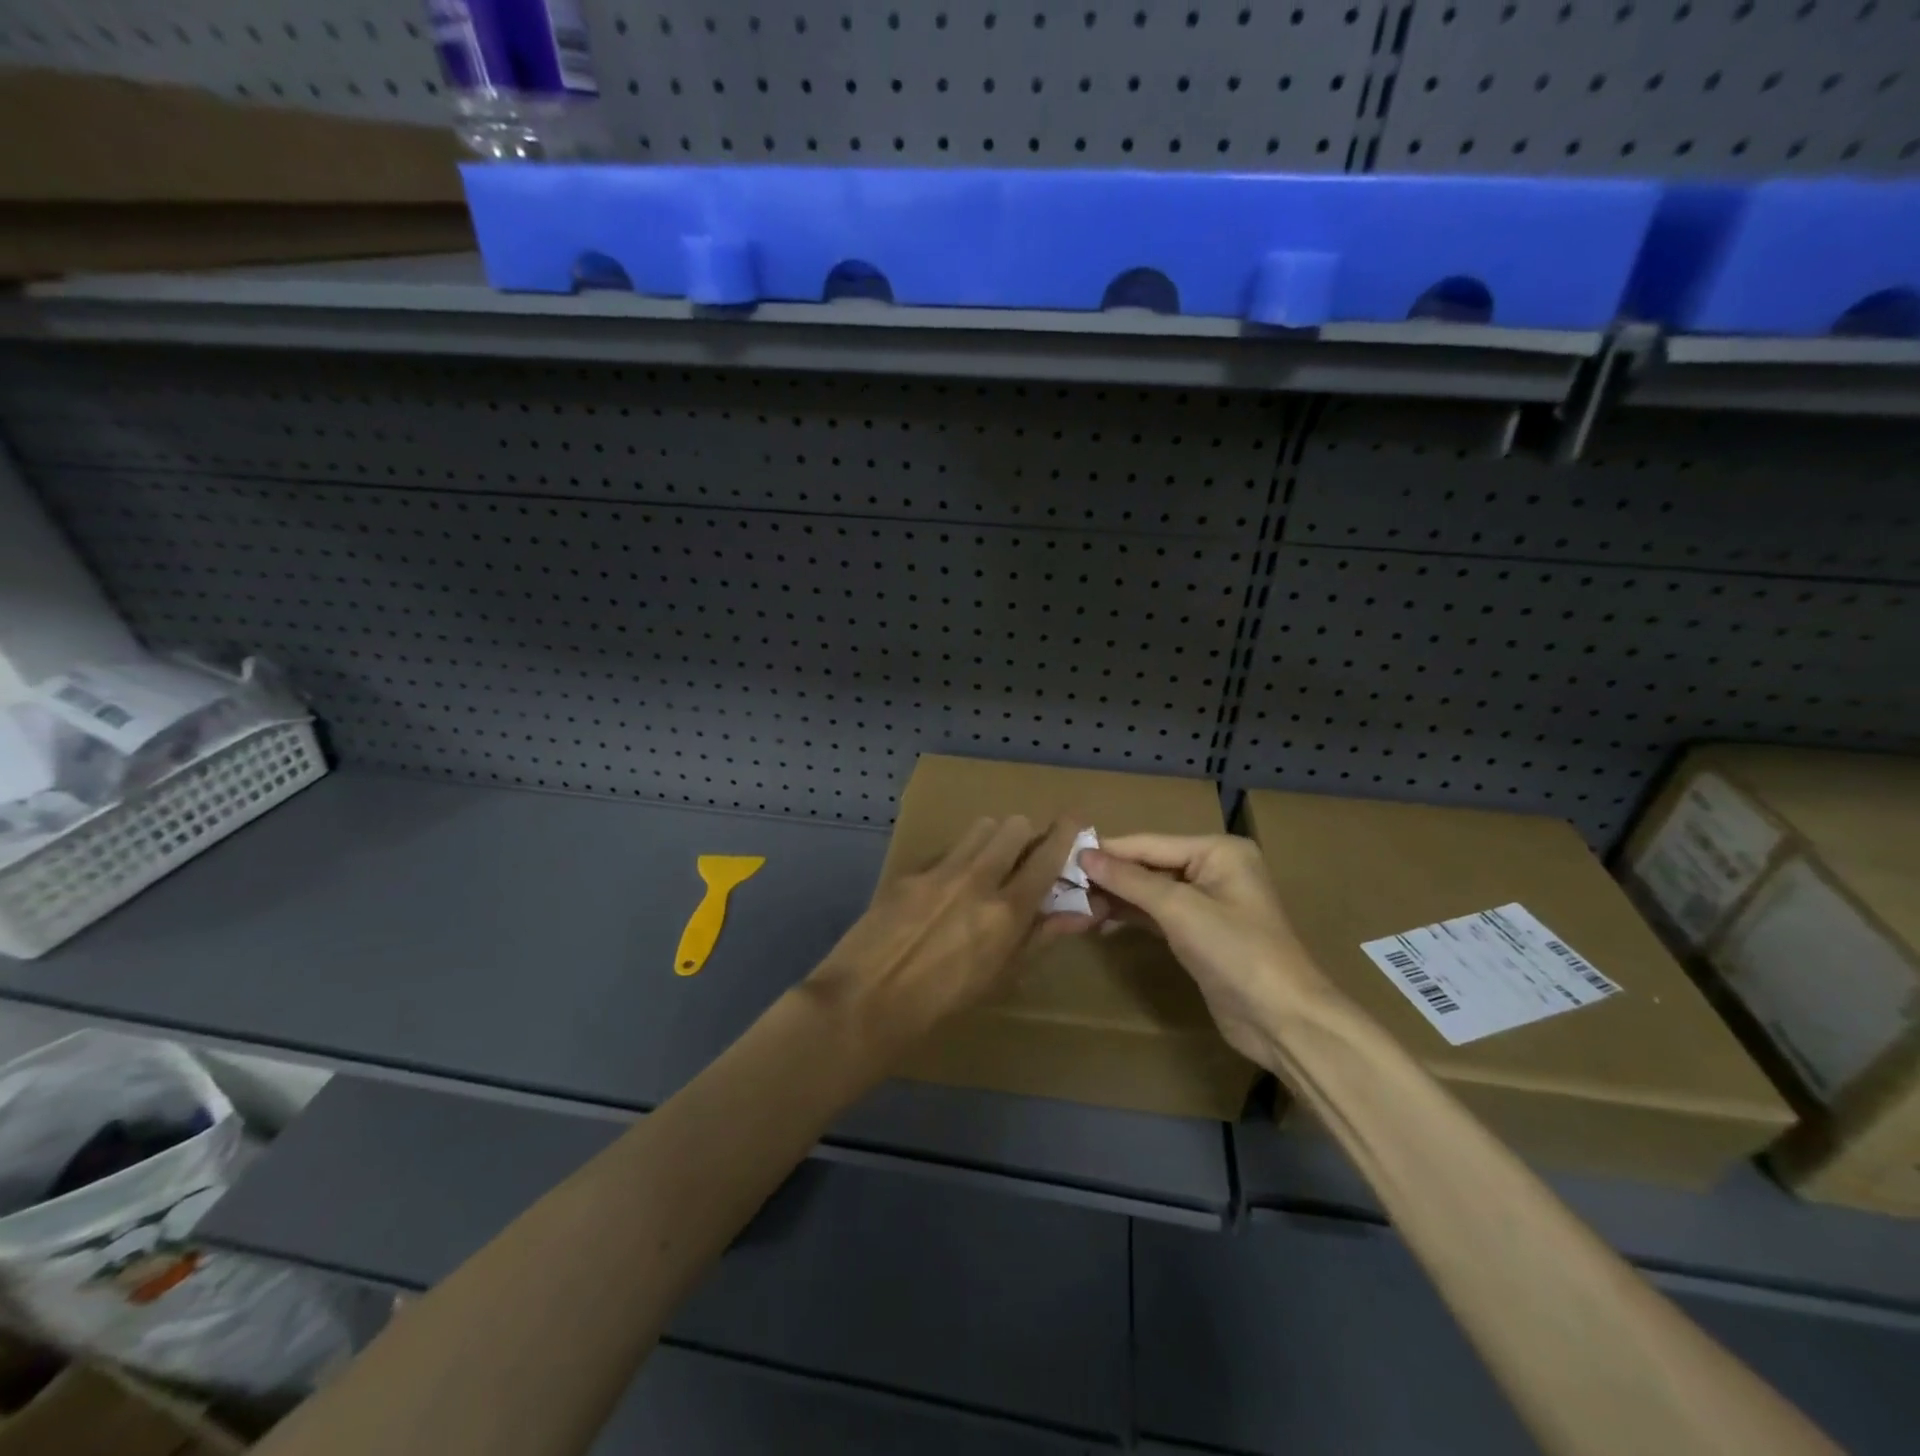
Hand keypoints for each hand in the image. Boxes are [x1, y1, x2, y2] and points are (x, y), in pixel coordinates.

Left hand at [806, 816, 1095, 1058]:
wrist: (868, 999)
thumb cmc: (943, 1002)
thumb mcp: (1000, 978)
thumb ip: (1040, 937)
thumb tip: (1080, 913)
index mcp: (1006, 911)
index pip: (1047, 856)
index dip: (1066, 832)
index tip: (1077, 818)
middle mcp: (977, 879)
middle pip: (1013, 826)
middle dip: (1025, 836)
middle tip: (1022, 856)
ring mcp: (940, 870)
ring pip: (979, 828)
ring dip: (992, 839)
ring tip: (986, 865)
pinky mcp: (910, 871)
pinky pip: (946, 850)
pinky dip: (957, 859)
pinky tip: (944, 888)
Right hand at [1080, 834, 1332, 1068]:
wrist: (1282, 1019)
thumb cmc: (1236, 952)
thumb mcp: (1180, 910)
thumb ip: (1130, 881)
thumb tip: (1085, 855)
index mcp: (1218, 851)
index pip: (1150, 844)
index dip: (1108, 851)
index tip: (1064, 854)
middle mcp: (1214, 869)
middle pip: (1150, 865)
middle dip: (1110, 876)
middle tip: (1064, 884)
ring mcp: (1208, 902)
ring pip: (1151, 891)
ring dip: (1116, 897)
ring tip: (1075, 904)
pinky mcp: (1200, 933)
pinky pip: (1158, 914)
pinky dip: (1131, 916)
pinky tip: (1100, 921)